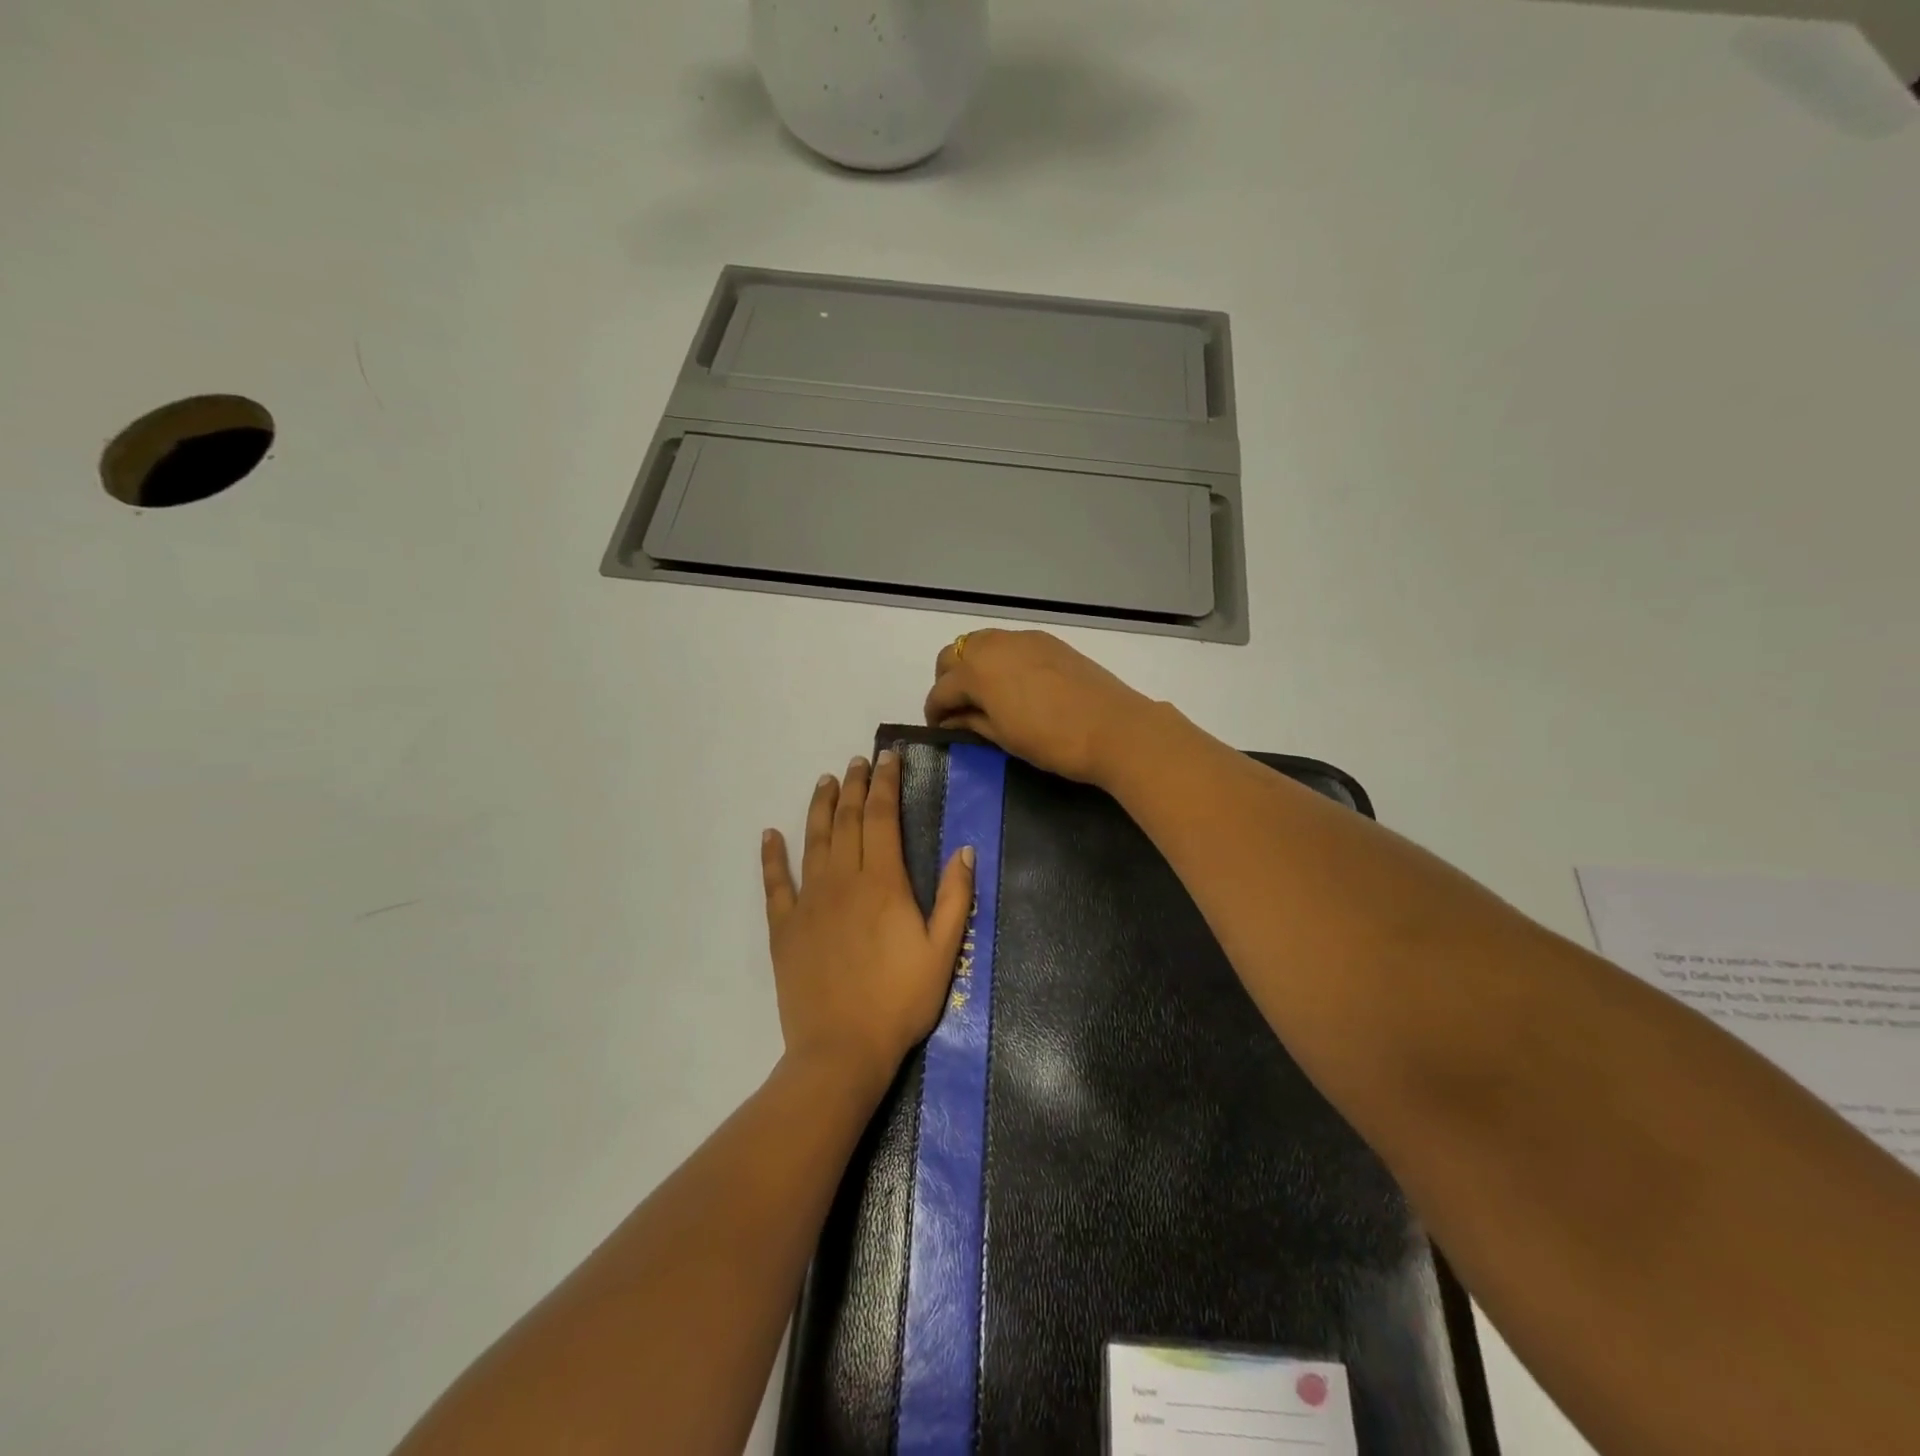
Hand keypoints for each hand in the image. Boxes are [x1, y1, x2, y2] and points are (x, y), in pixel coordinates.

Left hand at [762, 751, 975, 1096]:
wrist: (842, 1050)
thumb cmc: (900, 1002)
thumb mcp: (943, 951)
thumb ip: (954, 897)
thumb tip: (964, 849)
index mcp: (882, 883)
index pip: (883, 817)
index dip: (886, 784)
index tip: (888, 759)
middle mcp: (842, 880)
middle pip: (848, 820)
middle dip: (856, 786)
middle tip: (859, 761)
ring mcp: (809, 902)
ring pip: (814, 840)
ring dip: (821, 807)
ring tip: (826, 781)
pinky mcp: (785, 926)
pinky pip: (775, 883)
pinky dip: (772, 856)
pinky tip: (769, 834)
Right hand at [923, 629, 1157, 783]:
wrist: (1114, 728)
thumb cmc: (1053, 741)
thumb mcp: (1004, 737)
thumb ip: (973, 722)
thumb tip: (953, 718)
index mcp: (977, 671)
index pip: (942, 689)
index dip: (935, 711)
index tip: (939, 728)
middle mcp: (995, 645)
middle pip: (955, 654)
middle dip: (948, 680)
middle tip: (958, 709)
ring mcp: (1024, 639)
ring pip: (982, 643)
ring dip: (973, 665)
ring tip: (985, 695)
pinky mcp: (1048, 641)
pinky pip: (1010, 644)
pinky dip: (1000, 659)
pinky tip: (1013, 684)